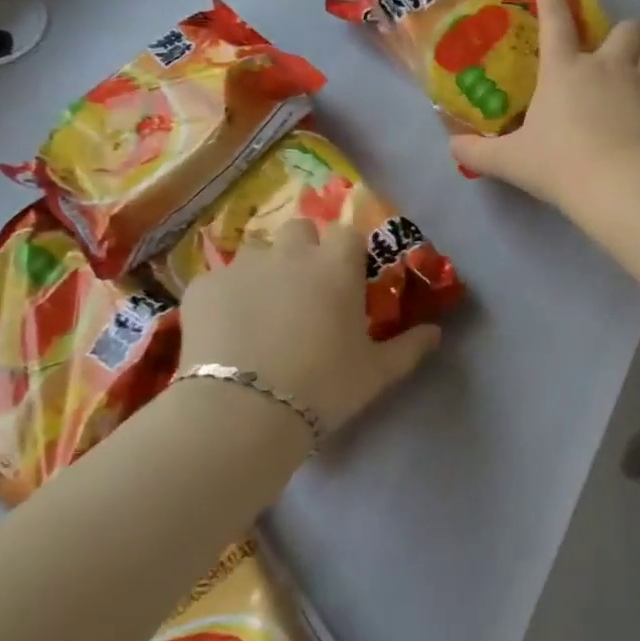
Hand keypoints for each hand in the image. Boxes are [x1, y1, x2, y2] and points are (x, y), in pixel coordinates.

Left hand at [177, 220, 440, 434]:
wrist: (243, 411)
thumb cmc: (323, 386)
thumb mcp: (376, 373)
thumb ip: (409, 347)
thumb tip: (436, 333)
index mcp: (337, 265)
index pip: (348, 233)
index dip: (347, 252)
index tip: (347, 279)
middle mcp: (291, 253)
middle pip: (300, 229)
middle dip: (303, 249)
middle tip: (303, 290)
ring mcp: (242, 266)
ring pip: (256, 251)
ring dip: (263, 270)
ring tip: (260, 311)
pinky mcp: (203, 287)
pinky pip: (217, 281)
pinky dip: (224, 298)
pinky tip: (223, 331)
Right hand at [450, 0, 639, 210]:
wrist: (615, 182)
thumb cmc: (559, 165)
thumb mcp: (510, 161)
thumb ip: (477, 154)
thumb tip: (451, 148)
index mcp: (564, 69)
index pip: (555, 21)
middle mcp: (604, 64)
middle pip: (622, 28)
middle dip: (622, 28)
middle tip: (618, 39)